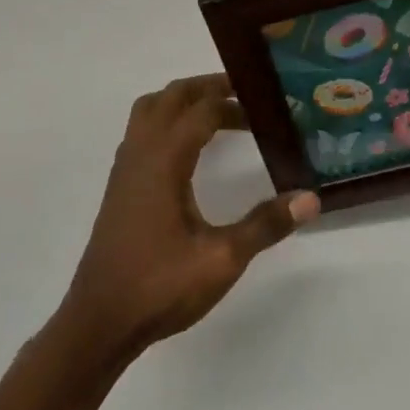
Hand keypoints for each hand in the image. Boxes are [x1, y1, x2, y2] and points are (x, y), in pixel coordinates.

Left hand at [60, 74, 319, 358]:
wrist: (99, 322)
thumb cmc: (160, 287)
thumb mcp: (221, 259)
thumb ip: (265, 225)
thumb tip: (310, 198)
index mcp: (165, 160)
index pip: (202, 110)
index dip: (235, 103)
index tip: (267, 107)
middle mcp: (141, 152)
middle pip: (172, 96)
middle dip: (207, 87)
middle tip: (245, 94)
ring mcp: (126, 168)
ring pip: (151, 109)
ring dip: (183, 101)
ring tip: (217, 113)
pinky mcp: (120, 185)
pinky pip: (142, 131)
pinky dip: (167, 121)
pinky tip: (188, 151)